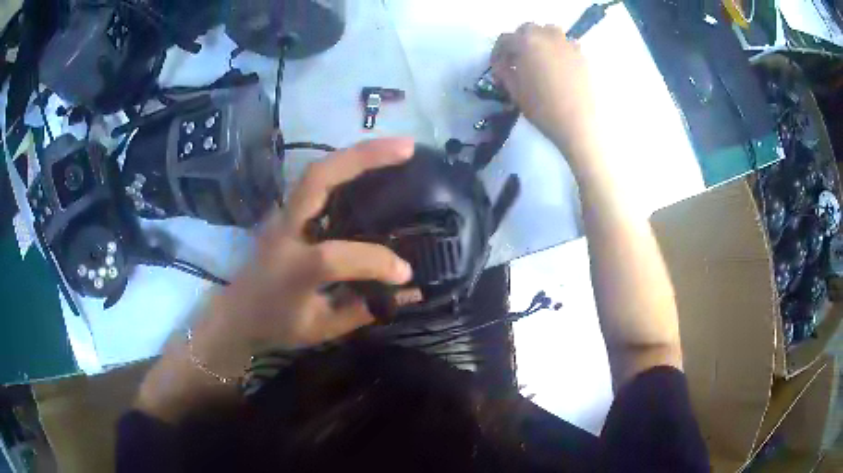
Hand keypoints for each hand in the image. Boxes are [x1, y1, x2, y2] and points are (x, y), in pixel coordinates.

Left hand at [136, 138, 414, 421]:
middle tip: (407, 148)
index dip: (377, 262)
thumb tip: (407, 292)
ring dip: (356, 155)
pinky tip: (369, 166)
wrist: (235, 314)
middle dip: (364, 157)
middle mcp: (285, 231)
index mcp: (292, 269)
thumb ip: (364, 310)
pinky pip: (316, 181)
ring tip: (396, 148)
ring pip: (317, 171)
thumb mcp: (321, 328)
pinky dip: (345, 167)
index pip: (338, 256)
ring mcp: (282, 215)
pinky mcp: (285, 212)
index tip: (405, 274)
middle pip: (318, 179)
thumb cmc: (276, 325)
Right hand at [491, 23, 597, 160]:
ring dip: (540, 41)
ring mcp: (567, 44)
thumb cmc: (542, 108)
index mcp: (526, 42)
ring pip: (549, 32)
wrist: (578, 124)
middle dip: (519, 42)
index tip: (497, 67)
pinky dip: (558, 49)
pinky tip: (558, 66)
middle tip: (517, 61)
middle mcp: (547, 36)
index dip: (498, 53)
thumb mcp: (514, 90)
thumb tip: (502, 65)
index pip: (505, 39)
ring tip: (539, 59)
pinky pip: (566, 44)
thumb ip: (504, 71)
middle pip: (528, 30)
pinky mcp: (582, 55)